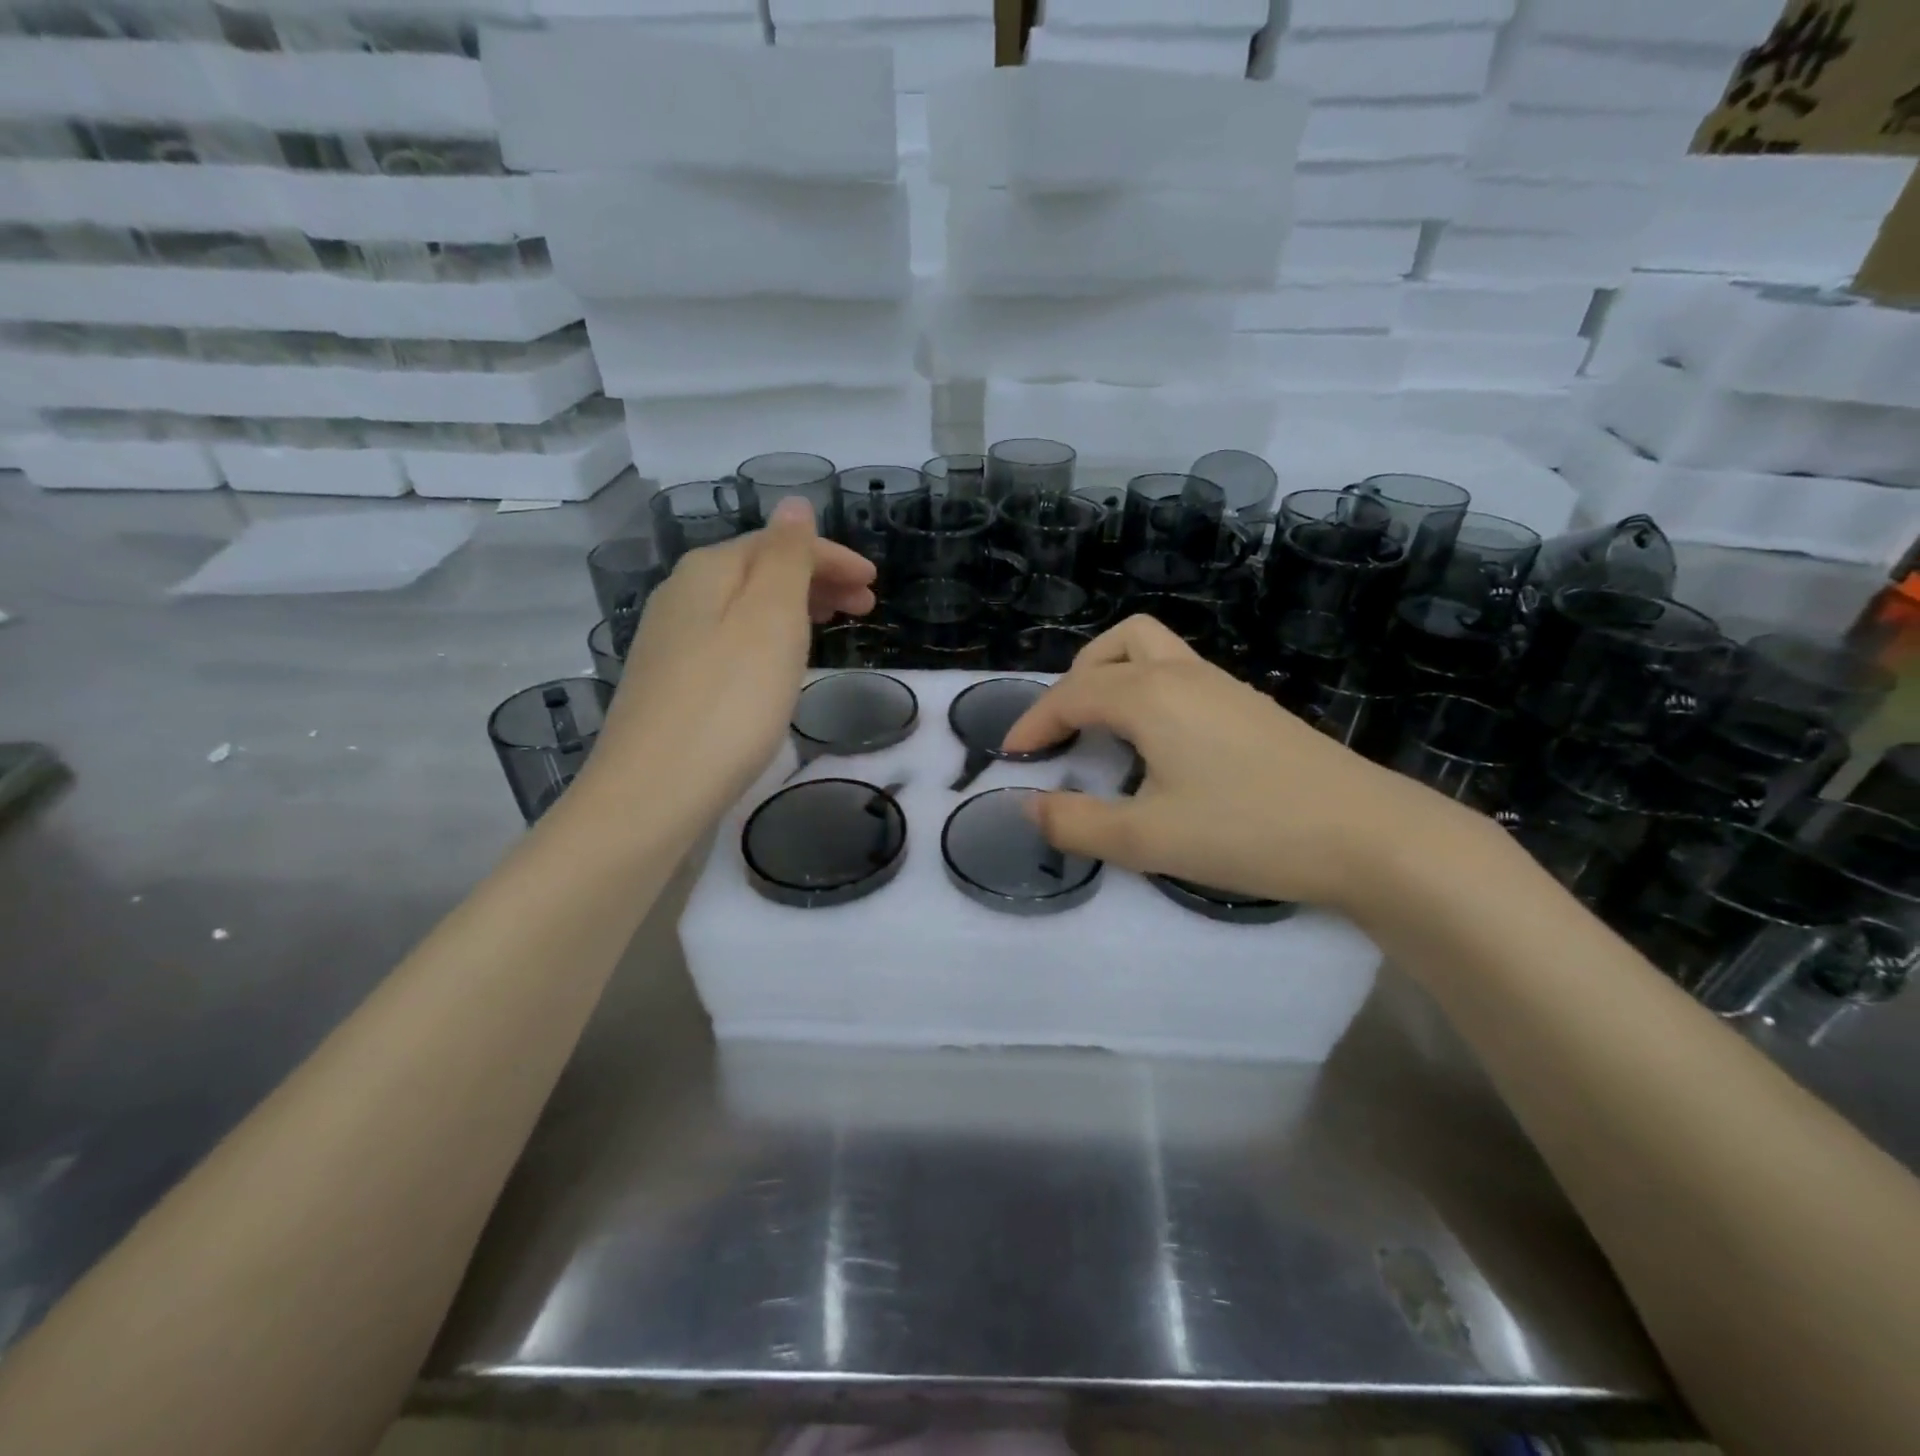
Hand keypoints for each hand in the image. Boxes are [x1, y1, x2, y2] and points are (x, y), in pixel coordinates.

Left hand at [577, 497, 875, 821]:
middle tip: (865, 607)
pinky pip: (731, 640)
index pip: (779, 544)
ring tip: (831, 629)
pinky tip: (780, 663)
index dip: (832, 557)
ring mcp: (670, 642)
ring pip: (744, 607)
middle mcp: (681, 596)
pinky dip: (767, 639)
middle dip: (816, 580)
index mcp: (708, 571)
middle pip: (759, 571)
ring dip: (794, 609)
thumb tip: (793, 503)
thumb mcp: (770, 620)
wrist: (653, 794)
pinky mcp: (671, 684)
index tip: (876, 584)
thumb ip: (786, 558)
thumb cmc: (729, 703)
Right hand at [1000, 615, 1475, 911]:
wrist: (1369, 836)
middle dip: (1077, 678)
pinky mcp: (1254, 709)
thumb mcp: (1147, 839)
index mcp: (1151, 696)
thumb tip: (1029, 807)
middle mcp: (1185, 676)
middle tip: (1064, 730)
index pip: (1072, 693)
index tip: (1010, 756)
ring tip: (1106, 734)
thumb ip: (1077, 823)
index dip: (1033, 721)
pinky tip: (1162, 749)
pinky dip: (1151, 695)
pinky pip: (1184, 678)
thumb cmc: (1248, 830)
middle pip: (1117, 645)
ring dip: (1117, 679)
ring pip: (1156, 653)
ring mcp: (1226, 688)